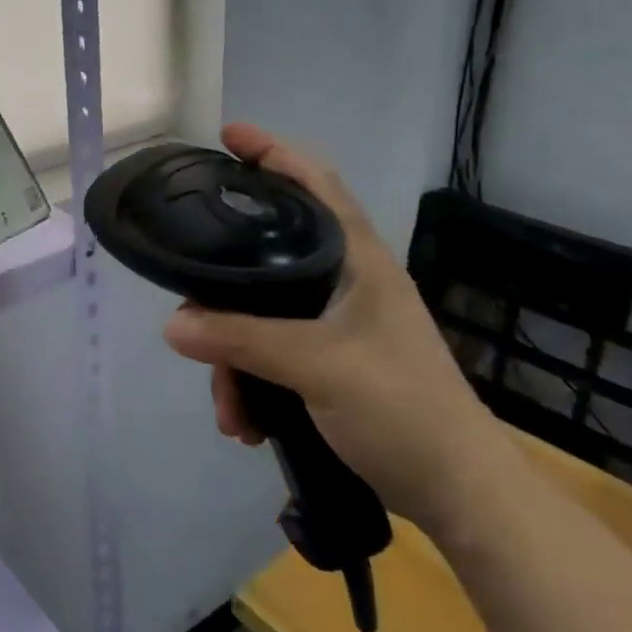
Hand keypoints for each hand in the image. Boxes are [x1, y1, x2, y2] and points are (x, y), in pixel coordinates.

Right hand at [162, 123, 512, 535]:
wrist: (459, 494)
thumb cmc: (402, 409)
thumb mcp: (318, 366)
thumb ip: (242, 340)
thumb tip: (173, 324)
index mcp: (357, 260)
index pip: (315, 183)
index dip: (273, 152)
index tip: (225, 137)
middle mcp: (345, 281)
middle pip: (267, 255)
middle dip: (223, 292)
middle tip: (189, 308)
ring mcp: (337, 322)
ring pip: (260, 313)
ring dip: (233, 358)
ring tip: (229, 409)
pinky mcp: (330, 360)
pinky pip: (270, 351)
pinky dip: (250, 381)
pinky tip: (245, 422)